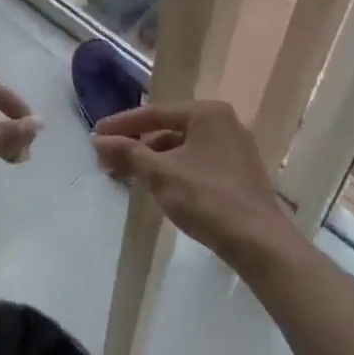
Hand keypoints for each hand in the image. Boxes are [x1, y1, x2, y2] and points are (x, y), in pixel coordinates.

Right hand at [91, 101, 301, 274]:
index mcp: (207, 113)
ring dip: (154, 159)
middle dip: (137, 144)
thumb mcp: (160, 174)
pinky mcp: (238, 172)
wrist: (258, 241)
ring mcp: (234, 148)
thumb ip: (128, 153)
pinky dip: (174, 169)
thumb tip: (98, 141)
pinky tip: (157, 185)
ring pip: (183, 147)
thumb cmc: (207, 198)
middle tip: (107, 159)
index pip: (154, 113)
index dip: (121, 124)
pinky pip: (197, 162)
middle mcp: (224, 122)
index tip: (95, 135)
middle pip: (169, 128)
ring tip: (128, 174)